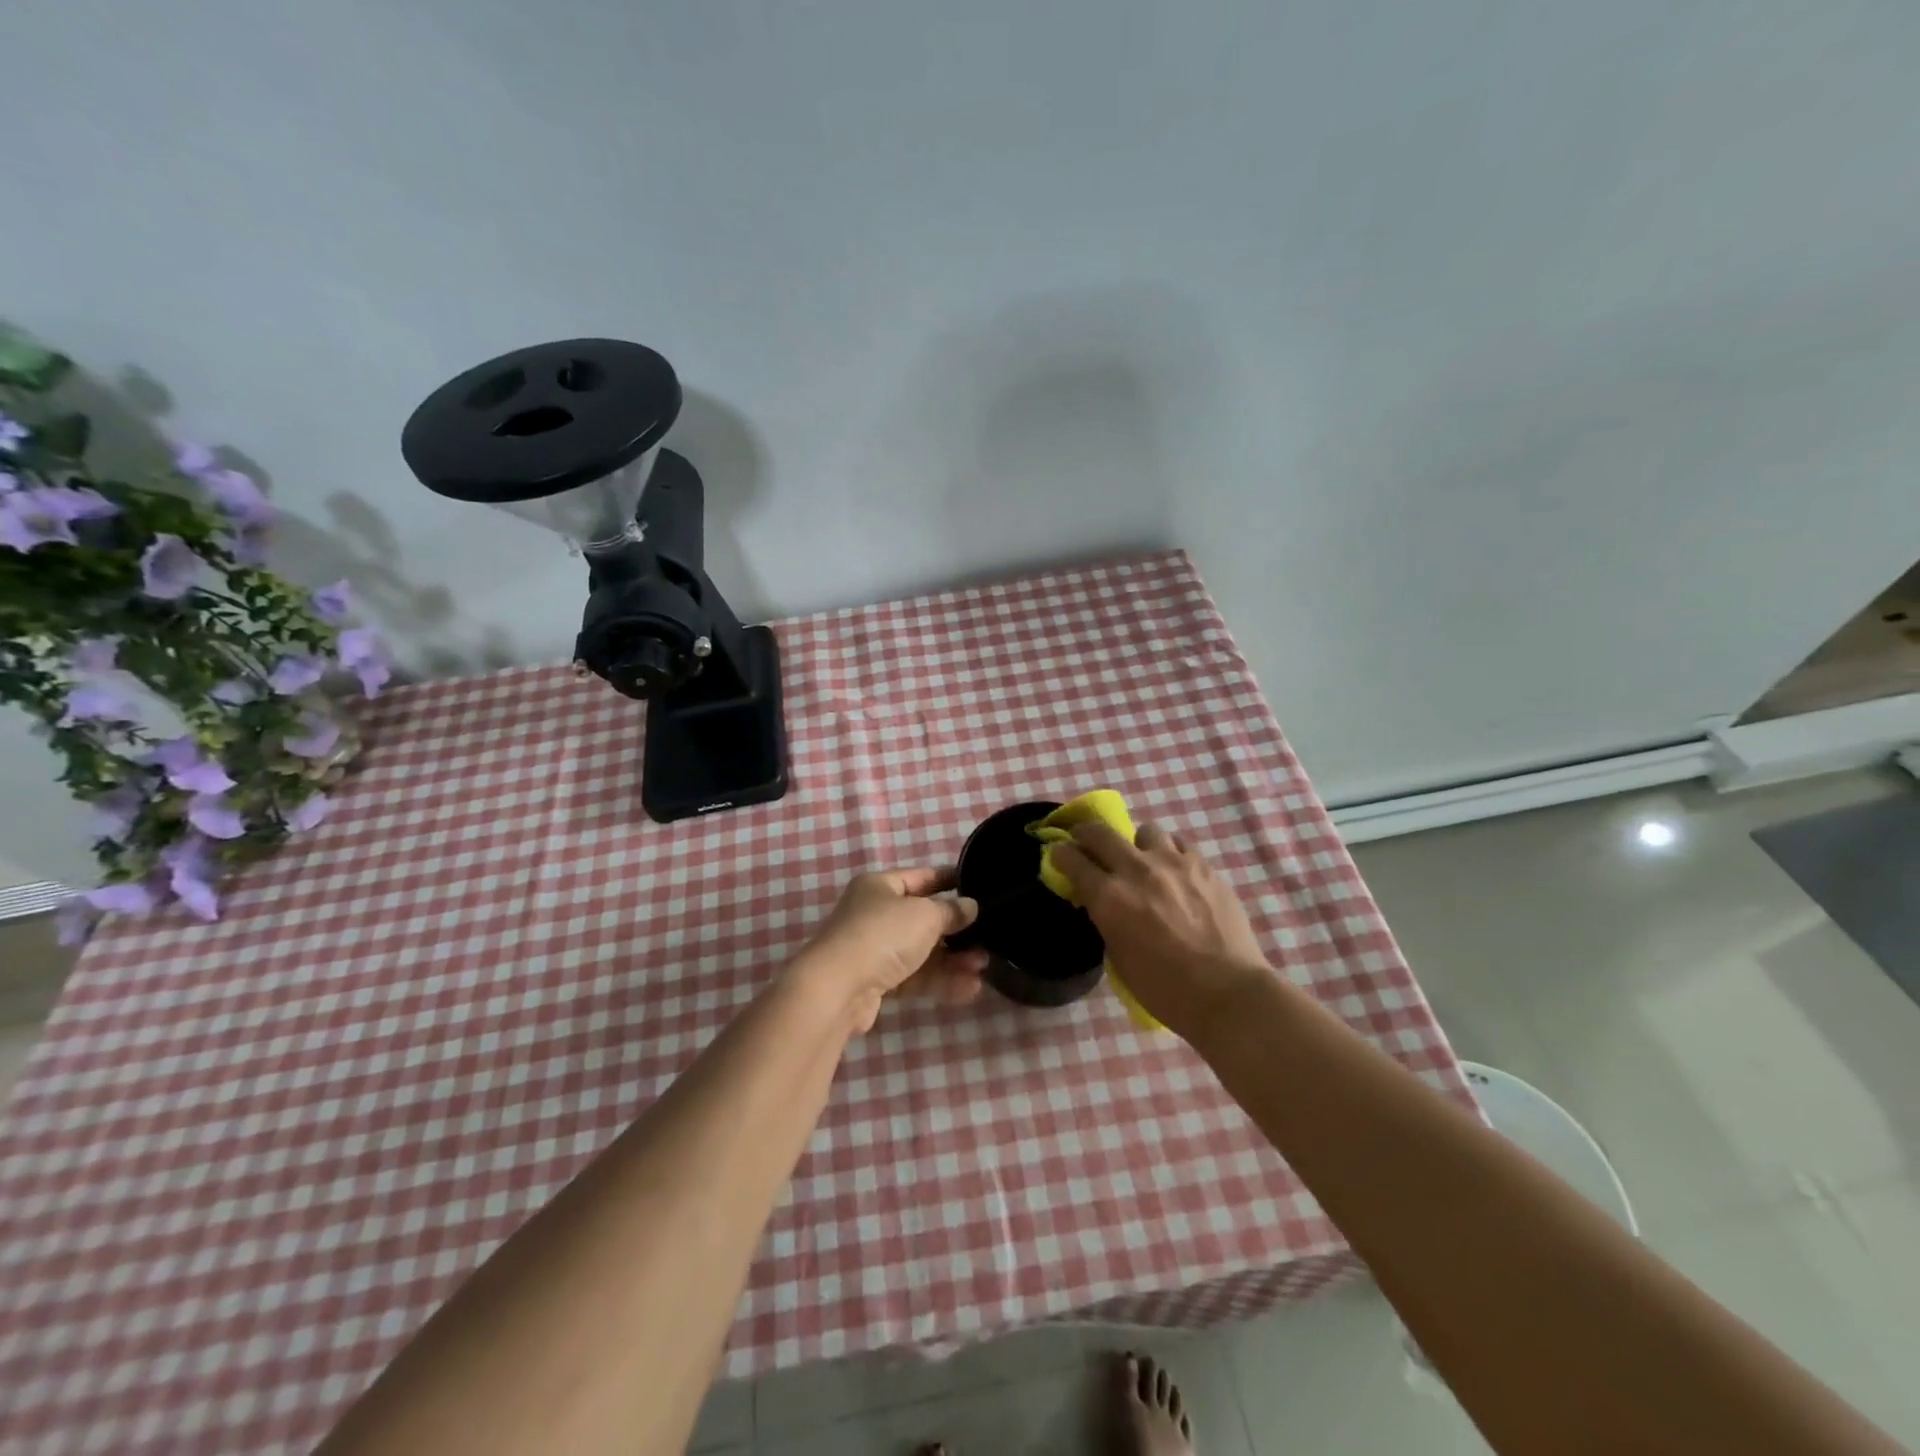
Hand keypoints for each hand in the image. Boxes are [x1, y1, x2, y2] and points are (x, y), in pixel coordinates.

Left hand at [794, 868, 988, 1032]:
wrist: (838, 988)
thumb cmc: (883, 935)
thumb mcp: (925, 915)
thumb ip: (952, 910)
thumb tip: (971, 906)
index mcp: (880, 886)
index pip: (923, 877)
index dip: (952, 881)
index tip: (981, 887)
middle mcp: (875, 913)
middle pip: (924, 918)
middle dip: (958, 931)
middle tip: (988, 939)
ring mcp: (874, 949)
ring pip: (922, 951)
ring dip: (953, 959)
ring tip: (983, 967)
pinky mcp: (877, 982)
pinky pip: (915, 977)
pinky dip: (940, 981)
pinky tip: (969, 989)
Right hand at [1049, 822, 1271, 1041]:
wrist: (1226, 992)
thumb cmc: (1165, 989)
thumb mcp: (1118, 957)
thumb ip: (1107, 919)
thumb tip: (1102, 902)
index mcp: (1109, 897)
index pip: (1072, 860)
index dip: (1060, 854)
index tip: (1059, 854)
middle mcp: (1136, 870)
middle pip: (1100, 833)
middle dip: (1086, 834)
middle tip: (1086, 842)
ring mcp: (1173, 863)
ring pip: (1145, 831)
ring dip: (1136, 844)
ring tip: (1144, 861)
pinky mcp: (1204, 866)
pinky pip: (1179, 844)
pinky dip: (1170, 853)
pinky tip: (1175, 870)